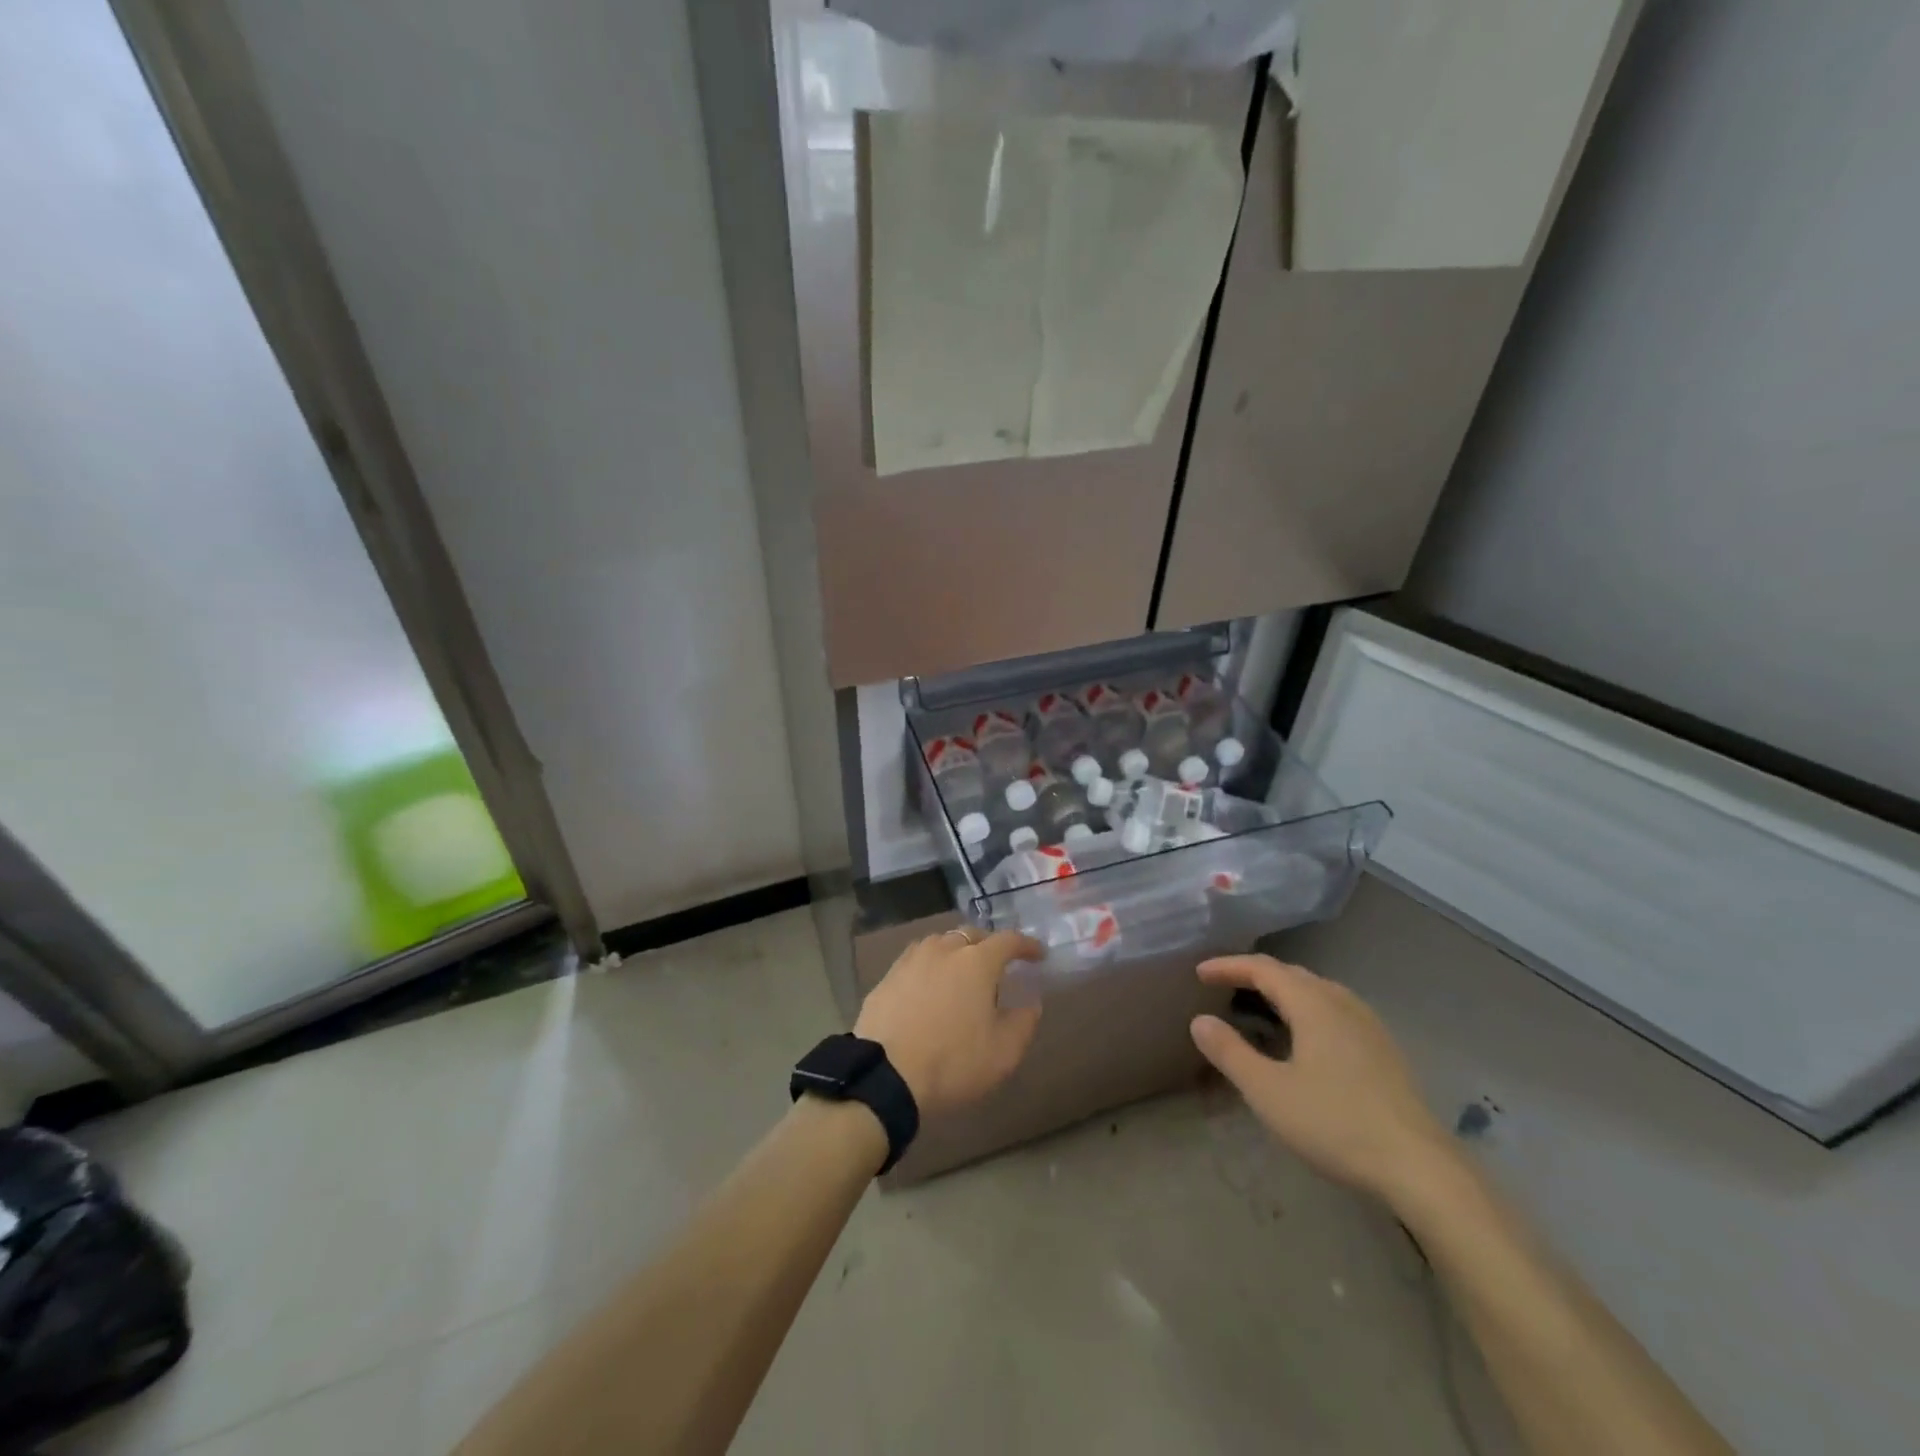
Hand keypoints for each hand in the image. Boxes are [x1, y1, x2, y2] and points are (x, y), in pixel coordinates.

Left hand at [854, 928, 1043, 1117]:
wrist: (886, 1075)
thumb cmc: (953, 1062)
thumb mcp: (1003, 1053)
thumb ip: (1023, 1023)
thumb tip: (1031, 1003)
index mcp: (977, 962)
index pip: (1008, 940)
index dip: (1026, 945)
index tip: (1038, 955)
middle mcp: (944, 950)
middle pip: (972, 934)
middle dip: (989, 945)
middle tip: (998, 966)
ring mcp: (912, 959)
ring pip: (941, 943)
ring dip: (957, 951)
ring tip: (961, 972)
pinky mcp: (888, 976)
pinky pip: (917, 959)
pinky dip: (930, 965)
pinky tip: (929, 985)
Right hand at [1190, 955, 1453, 1202]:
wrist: (1421, 1168)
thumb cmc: (1336, 1123)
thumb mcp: (1268, 1092)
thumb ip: (1230, 1053)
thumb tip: (1200, 1021)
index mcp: (1313, 1003)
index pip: (1262, 968)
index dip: (1228, 966)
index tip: (1199, 973)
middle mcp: (1342, 1002)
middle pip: (1291, 974)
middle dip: (1253, 974)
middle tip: (1223, 986)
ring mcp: (1368, 1025)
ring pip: (1317, 990)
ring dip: (1282, 990)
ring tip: (1259, 1006)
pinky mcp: (1384, 1049)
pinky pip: (1334, 1009)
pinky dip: (1306, 1008)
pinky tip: (1304, 1036)